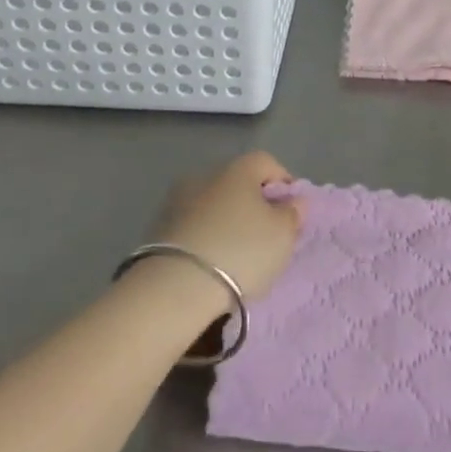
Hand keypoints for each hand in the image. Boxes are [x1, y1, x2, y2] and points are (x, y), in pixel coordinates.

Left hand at [155, 151, 302, 302]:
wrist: (174, 288)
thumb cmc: (241, 251)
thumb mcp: (283, 234)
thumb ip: (293, 213)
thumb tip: (293, 200)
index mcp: (238, 168)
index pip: (268, 163)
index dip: (284, 184)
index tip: (292, 212)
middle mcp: (205, 175)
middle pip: (238, 183)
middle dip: (254, 204)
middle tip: (267, 234)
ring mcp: (177, 201)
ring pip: (214, 206)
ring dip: (227, 222)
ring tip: (238, 254)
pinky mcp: (157, 229)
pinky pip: (194, 227)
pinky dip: (206, 238)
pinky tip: (213, 263)